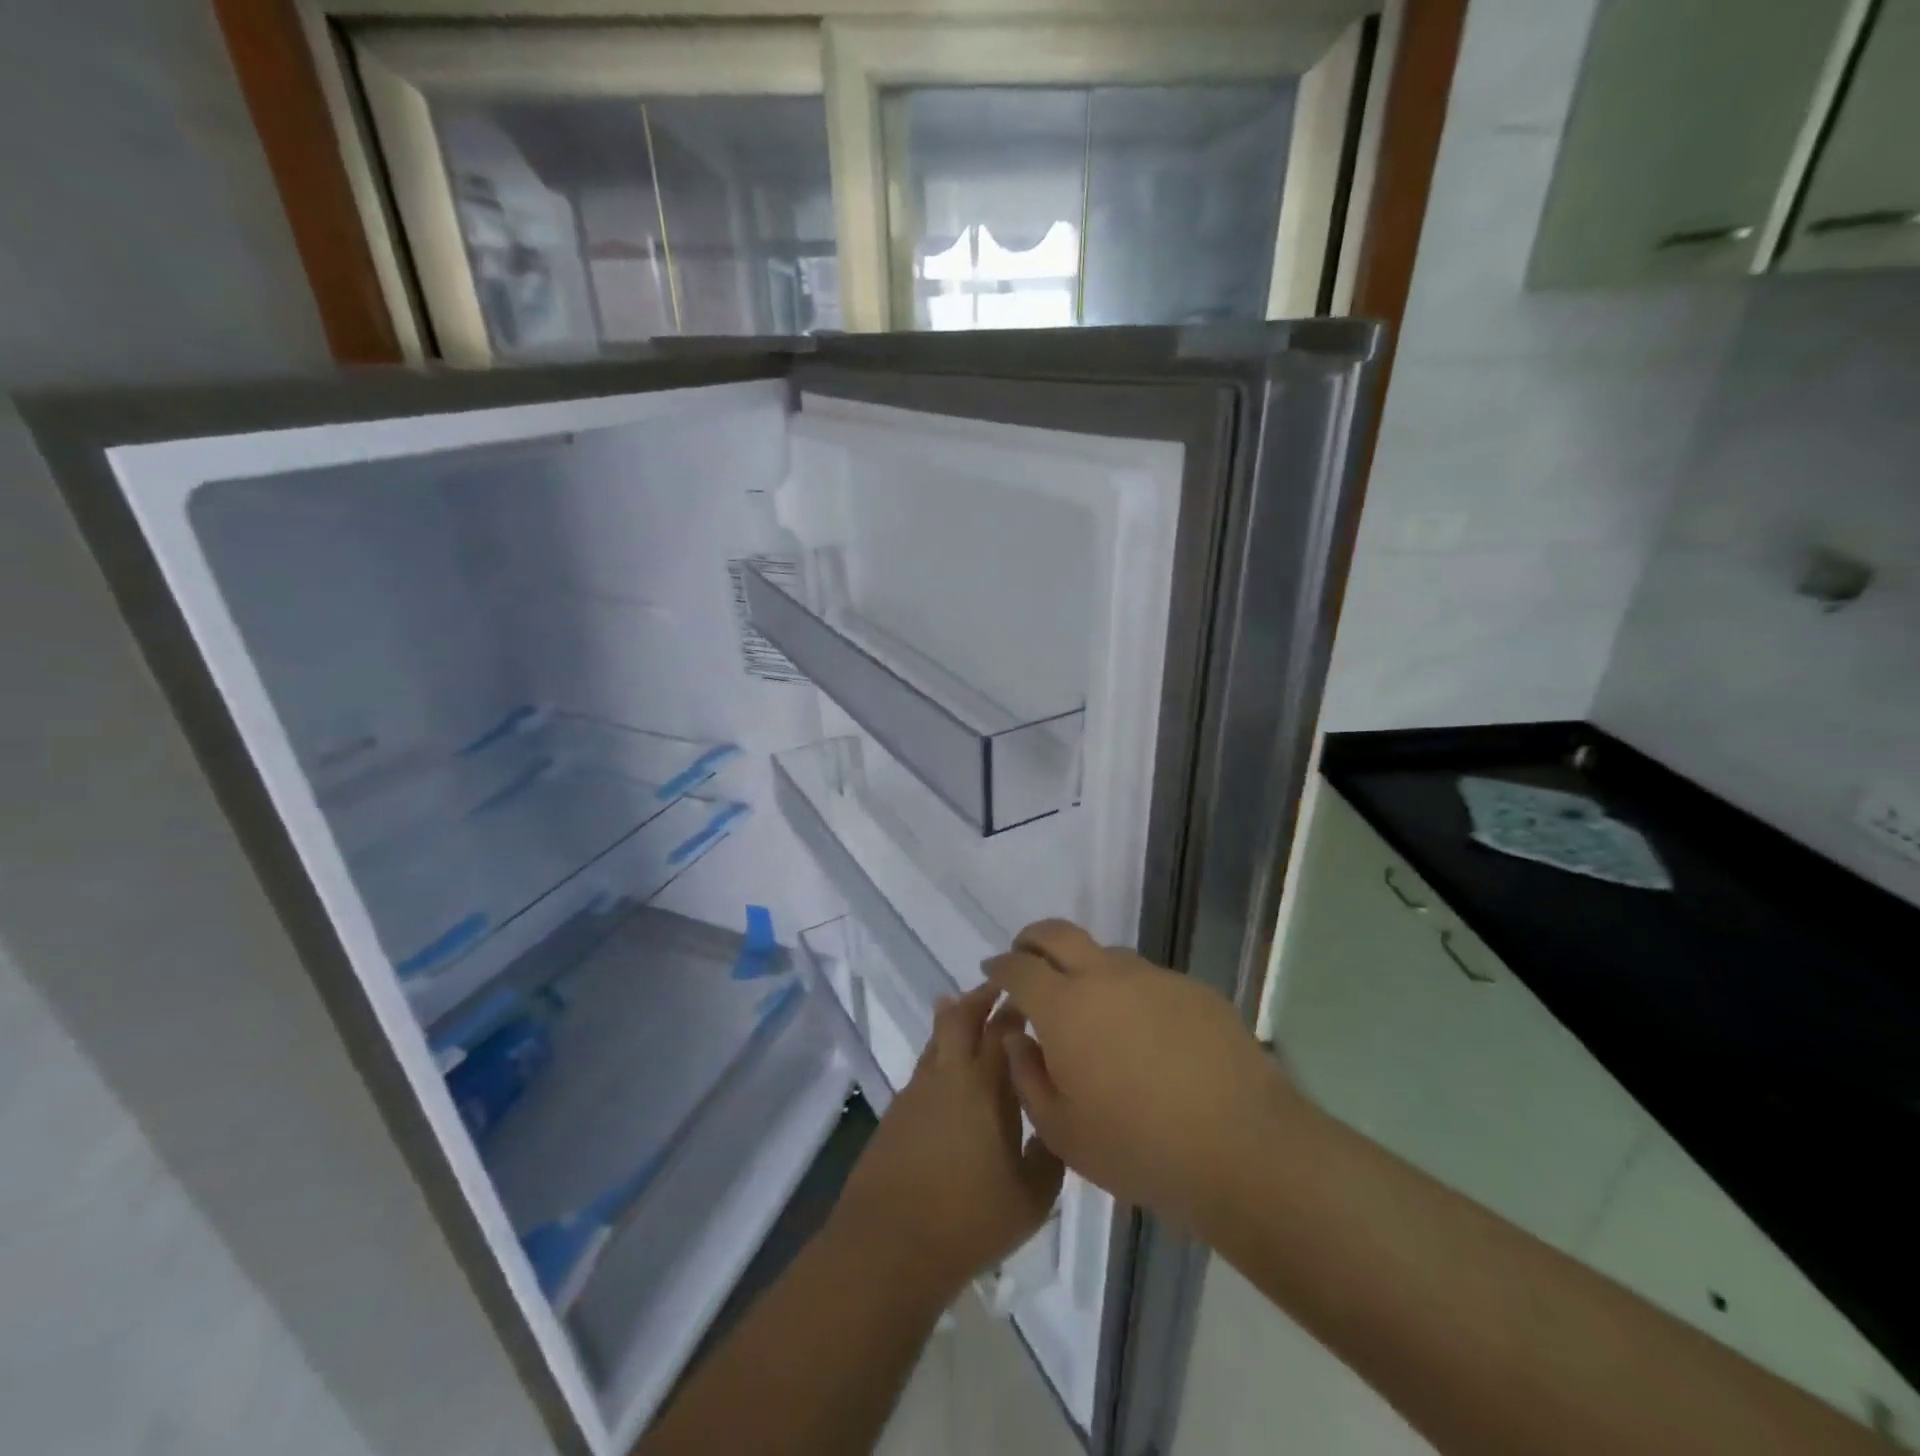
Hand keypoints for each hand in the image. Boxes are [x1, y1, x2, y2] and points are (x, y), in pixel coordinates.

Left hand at [827, 983, 1064, 1305]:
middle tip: (1001, 989)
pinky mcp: (897, 1110)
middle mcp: (949, 1074)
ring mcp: (917, 1090)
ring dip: (956, 1020)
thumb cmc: (968, 1220)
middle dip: (982, 997)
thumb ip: (1050, 1152)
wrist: (888, 1244)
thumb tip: (1055, 1122)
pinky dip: (941, 1054)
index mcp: (985, 1085)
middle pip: (961, 1016)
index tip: (1034, 999)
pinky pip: (925, 1066)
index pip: (1004, 1030)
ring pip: (938, 1037)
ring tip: (971, 1013)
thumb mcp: (1031, 1197)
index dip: (1018, 1009)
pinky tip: (952, 1075)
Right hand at [986, 919, 1298, 1235]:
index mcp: (1065, 1007)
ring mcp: (1153, 978)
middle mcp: (1105, 977)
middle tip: (1025, 956)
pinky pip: (1148, 980)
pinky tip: (1146, 1035)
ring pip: (1106, 955)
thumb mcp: (1062, 1131)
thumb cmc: (1138, 1148)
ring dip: (1085, 968)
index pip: (1018, 968)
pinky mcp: (1192, 989)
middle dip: (1032, 939)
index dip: (999, 966)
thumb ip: (1027, 1075)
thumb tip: (1017, 1036)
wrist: (1241, 1147)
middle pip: (1057, 933)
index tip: (991, 971)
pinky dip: (1131, 994)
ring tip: (1090, 1008)